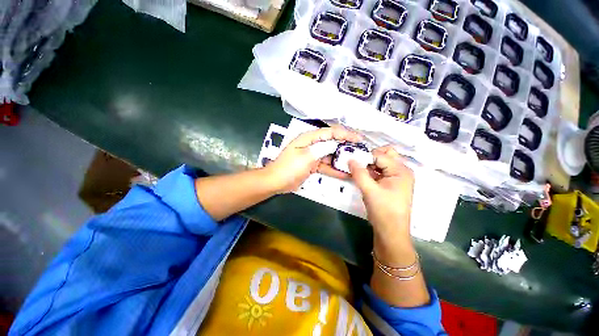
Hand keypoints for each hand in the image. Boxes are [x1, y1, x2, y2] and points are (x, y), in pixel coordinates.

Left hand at [265, 127, 361, 193]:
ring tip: (356, 163)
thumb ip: (321, 149)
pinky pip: (326, 165)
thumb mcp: (306, 157)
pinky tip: (346, 174)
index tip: (359, 139)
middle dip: (346, 146)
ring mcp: (313, 155)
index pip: (330, 132)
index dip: (345, 134)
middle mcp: (312, 144)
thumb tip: (335, 145)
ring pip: (331, 155)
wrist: (276, 182)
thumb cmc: (289, 168)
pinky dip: (335, 169)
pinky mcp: (313, 165)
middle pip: (332, 142)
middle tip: (361, 151)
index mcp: (309, 138)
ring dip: (342, 159)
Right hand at [348, 146, 414, 239]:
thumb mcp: (369, 190)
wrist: (391, 231)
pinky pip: (380, 171)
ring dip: (369, 165)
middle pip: (385, 155)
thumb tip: (350, 158)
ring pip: (381, 163)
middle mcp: (401, 171)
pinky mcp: (391, 183)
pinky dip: (370, 172)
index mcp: (400, 170)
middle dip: (369, 157)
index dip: (365, 156)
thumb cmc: (383, 210)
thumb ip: (359, 173)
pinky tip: (361, 176)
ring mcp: (396, 177)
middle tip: (356, 164)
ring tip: (356, 170)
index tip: (351, 160)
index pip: (380, 156)